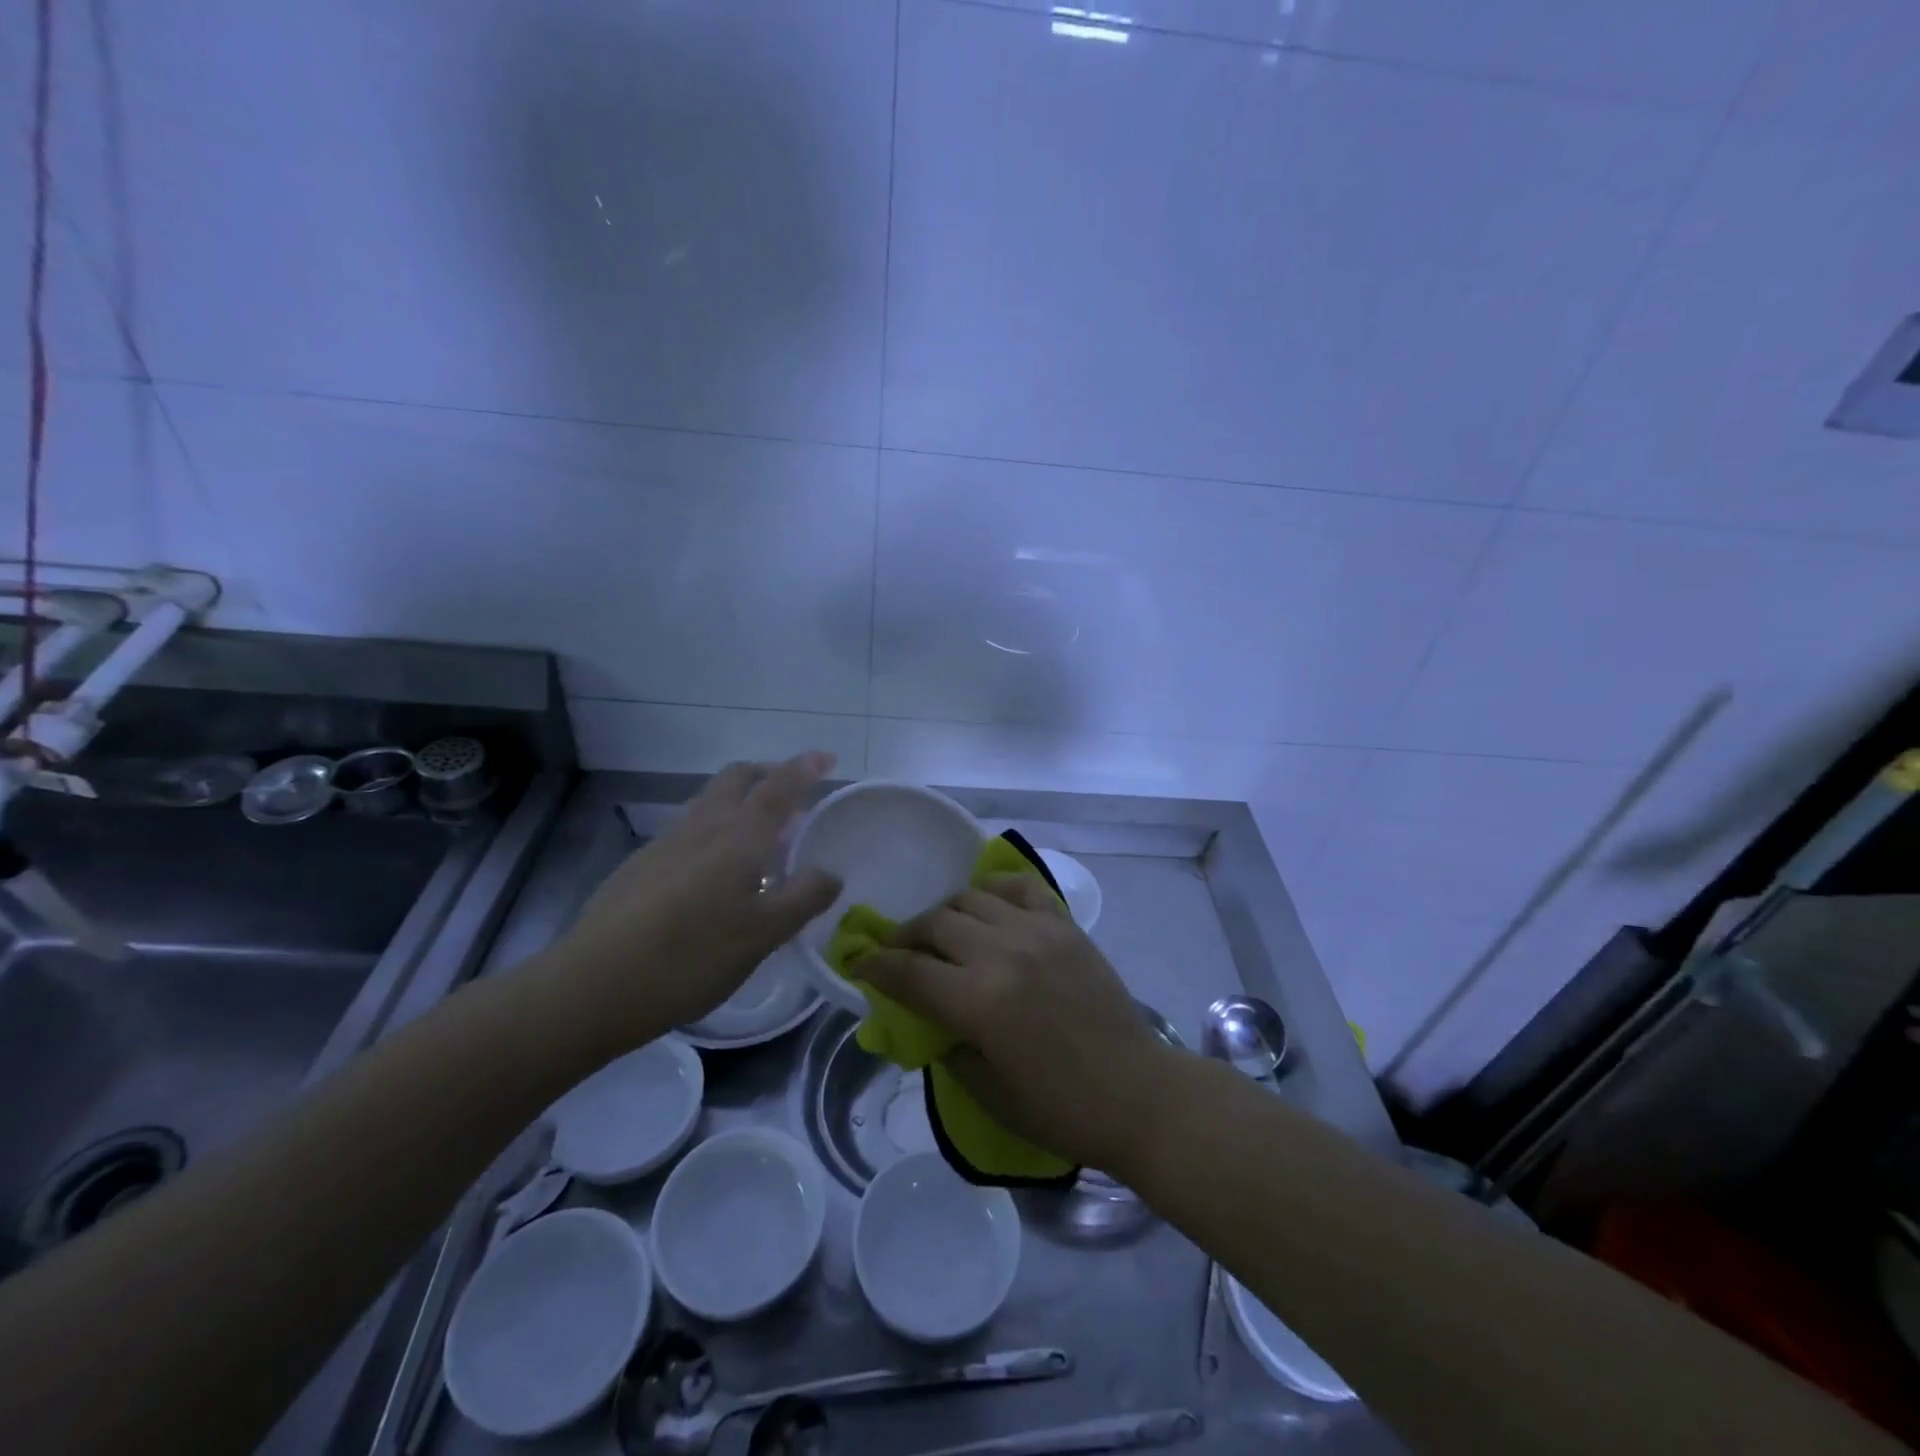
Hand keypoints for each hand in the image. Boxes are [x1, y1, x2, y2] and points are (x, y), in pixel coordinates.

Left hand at [549, 753, 841, 1051]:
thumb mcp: (763, 935)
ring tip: (758, 836)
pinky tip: (713, 874)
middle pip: (736, 777)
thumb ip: (803, 898)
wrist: (591, 986)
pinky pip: (687, 830)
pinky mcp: (639, 867)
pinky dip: (713, 830)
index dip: (805, 768)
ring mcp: (664, 844)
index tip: (826, 757)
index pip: (779, 787)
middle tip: (792, 794)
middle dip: (767, 773)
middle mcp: (702, 827)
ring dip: (738, 801)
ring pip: (708, 802)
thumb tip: (830, 872)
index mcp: (738, 836)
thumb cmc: (690, 956)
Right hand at [858, 875, 1176, 1174]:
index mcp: (978, 1001)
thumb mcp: (987, 1092)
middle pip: (935, 923)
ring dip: (947, 912)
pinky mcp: (1065, 925)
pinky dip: (997, 889)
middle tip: (900, 952)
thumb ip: (947, 1046)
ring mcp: (1037, 932)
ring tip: (944, 932)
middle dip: (906, 936)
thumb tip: (929, 1018)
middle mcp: (1002, 953)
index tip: (860, 964)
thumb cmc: (1060, 1108)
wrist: (1137, 1093)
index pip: (908, 970)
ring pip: (972, 898)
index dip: (875, 966)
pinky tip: (990, 906)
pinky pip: (1022, 888)